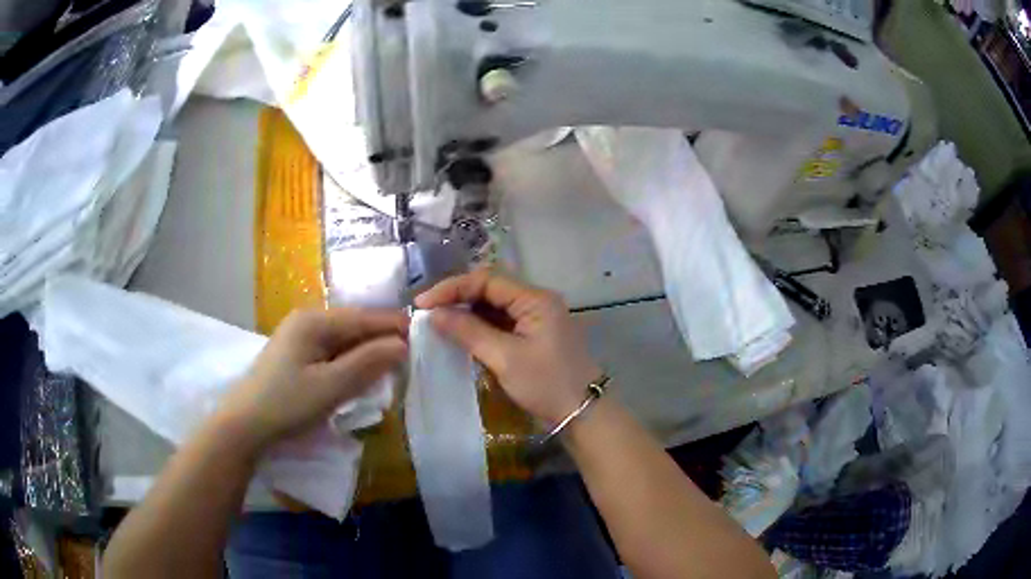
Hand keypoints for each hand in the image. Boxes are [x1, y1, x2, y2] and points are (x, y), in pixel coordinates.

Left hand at [214, 308, 407, 451]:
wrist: (244, 425)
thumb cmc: (286, 404)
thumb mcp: (331, 386)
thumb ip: (368, 363)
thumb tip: (402, 344)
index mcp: (314, 320)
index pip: (365, 318)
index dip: (394, 328)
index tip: (423, 341)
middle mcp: (307, 321)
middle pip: (355, 327)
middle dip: (381, 343)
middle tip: (409, 363)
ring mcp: (300, 338)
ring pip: (344, 341)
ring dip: (366, 356)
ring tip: (390, 373)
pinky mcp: (297, 355)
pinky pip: (332, 353)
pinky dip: (349, 364)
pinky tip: (359, 379)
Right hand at [416, 270, 601, 424]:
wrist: (583, 413)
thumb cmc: (546, 384)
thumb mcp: (505, 358)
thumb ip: (468, 332)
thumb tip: (434, 314)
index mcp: (535, 299)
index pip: (487, 280)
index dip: (452, 288)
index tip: (423, 303)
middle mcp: (536, 301)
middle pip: (490, 289)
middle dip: (458, 298)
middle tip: (427, 312)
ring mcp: (536, 318)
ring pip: (494, 306)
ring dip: (467, 312)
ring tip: (438, 322)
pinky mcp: (533, 335)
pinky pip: (501, 322)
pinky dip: (479, 327)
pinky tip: (461, 335)